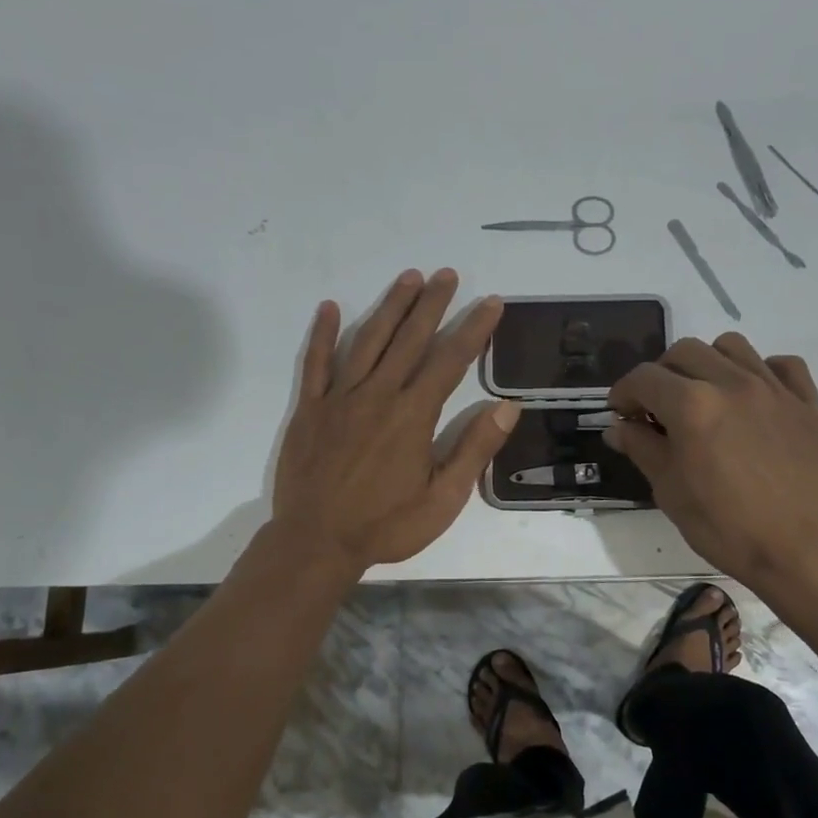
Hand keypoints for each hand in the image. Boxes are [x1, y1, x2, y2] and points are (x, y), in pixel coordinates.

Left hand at [273, 269, 518, 573]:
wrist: (315, 543)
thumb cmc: (386, 525)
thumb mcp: (443, 499)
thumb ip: (474, 450)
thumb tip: (507, 407)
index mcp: (412, 415)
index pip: (450, 360)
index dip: (473, 329)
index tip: (490, 302)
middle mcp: (378, 395)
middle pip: (410, 339)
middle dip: (432, 304)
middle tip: (447, 274)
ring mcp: (339, 398)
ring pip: (368, 341)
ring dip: (390, 307)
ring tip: (408, 278)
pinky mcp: (310, 409)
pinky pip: (316, 364)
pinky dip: (322, 334)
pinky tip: (330, 308)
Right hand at [604, 334, 817, 596]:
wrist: (802, 550)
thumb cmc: (726, 527)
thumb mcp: (669, 491)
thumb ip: (641, 448)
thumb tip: (618, 425)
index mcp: (692, 406)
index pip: (644, 377)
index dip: (624, 392)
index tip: (621, 413)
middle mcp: (732, 383)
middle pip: (684, 351)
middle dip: (661, 374)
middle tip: (659, 407)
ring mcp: (774, 389)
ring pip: (731, 346)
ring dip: (708, 363)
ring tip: (706, 395)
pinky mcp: (807, 402)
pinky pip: (783, 364)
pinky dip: (762, 371)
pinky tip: (754, 398)